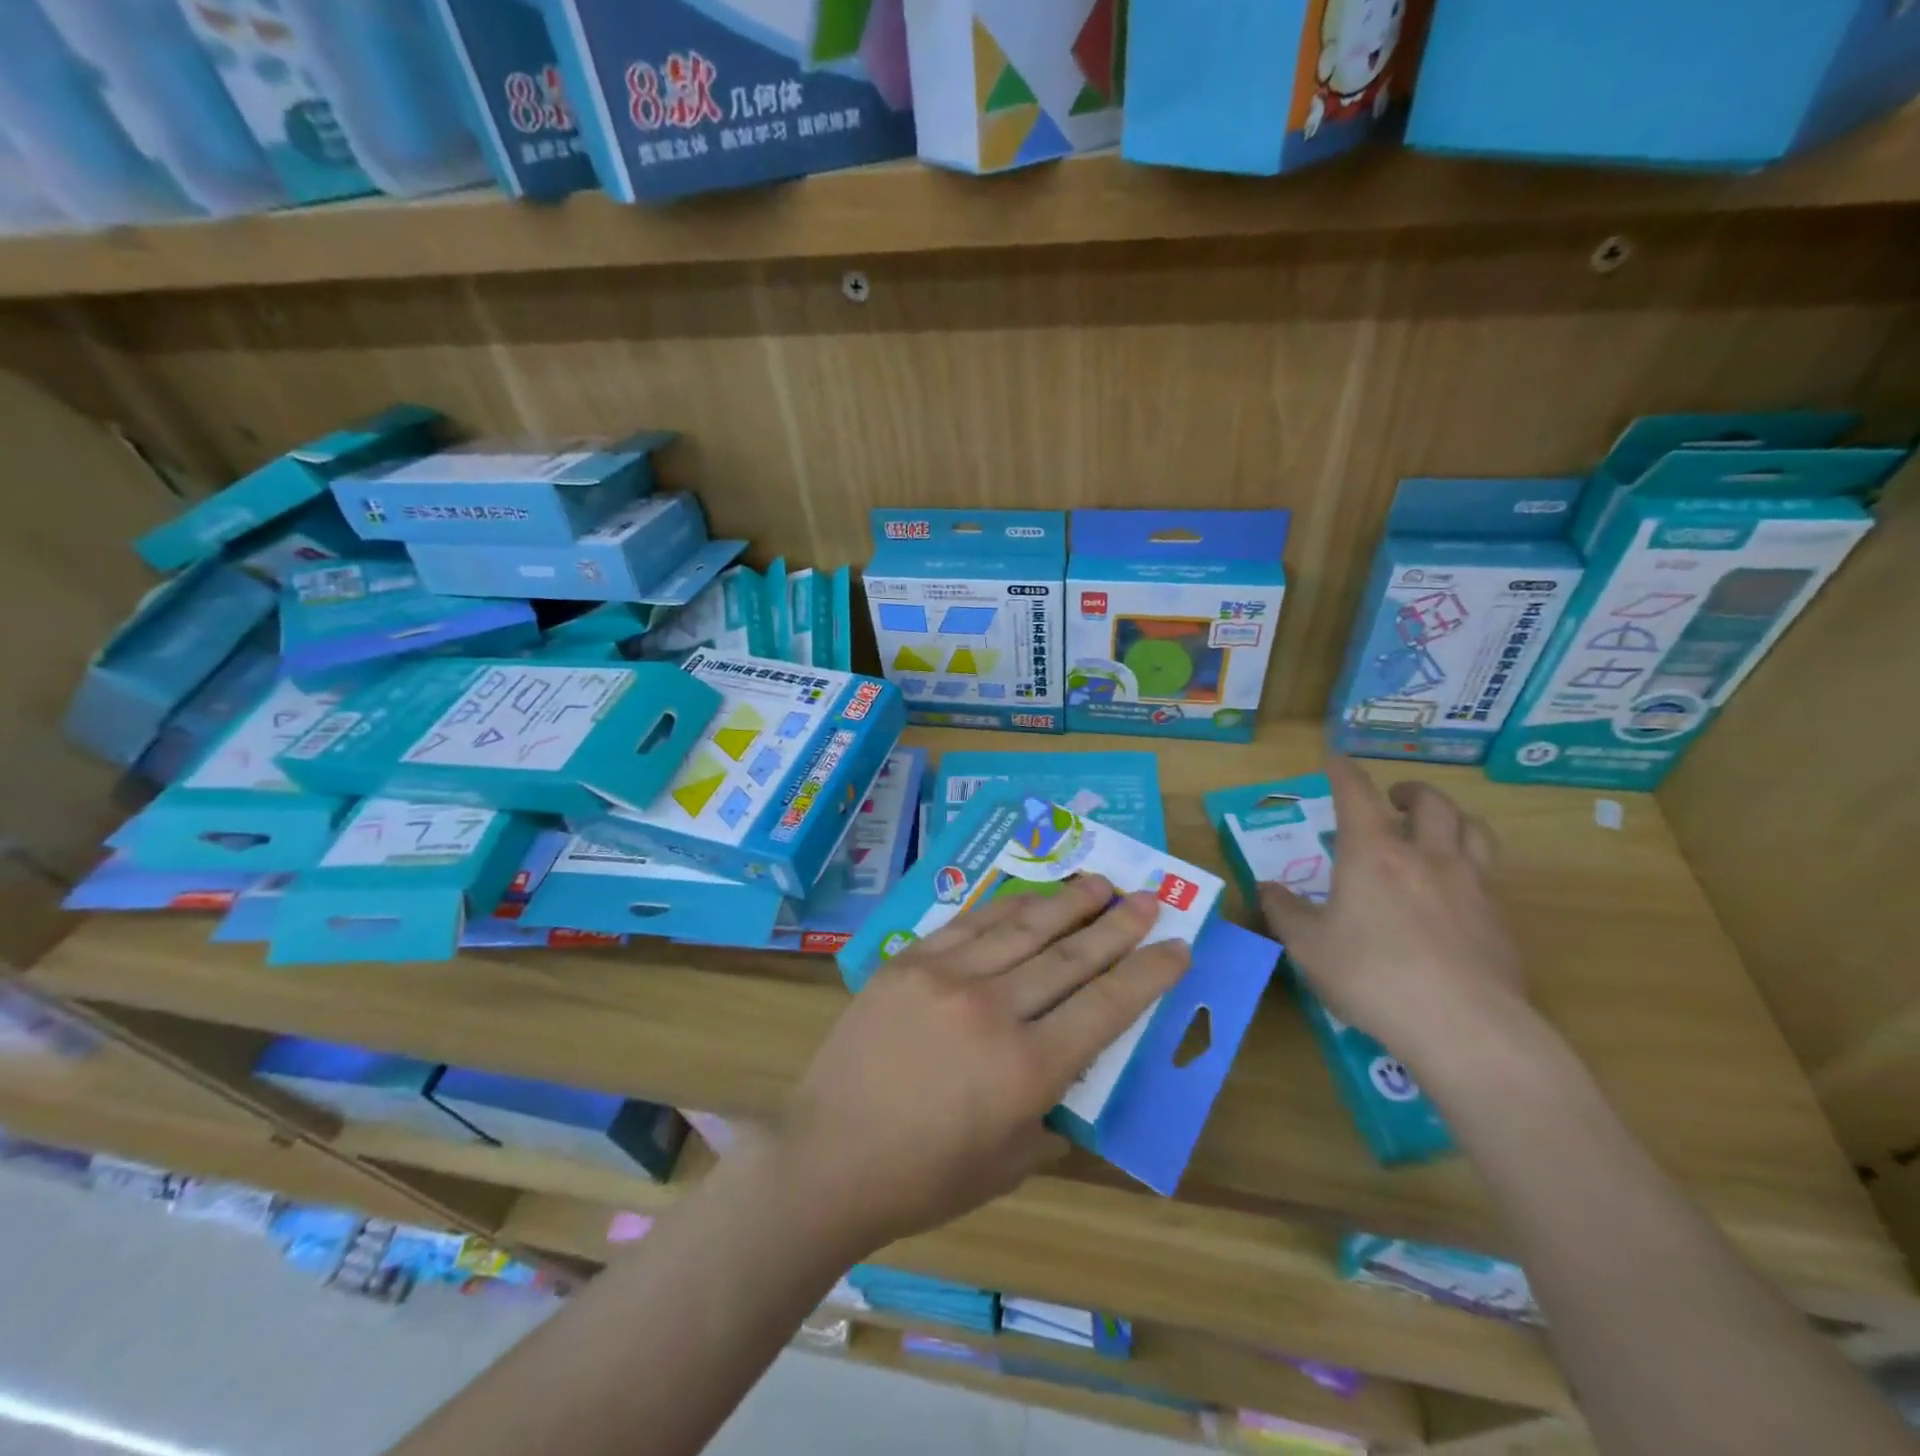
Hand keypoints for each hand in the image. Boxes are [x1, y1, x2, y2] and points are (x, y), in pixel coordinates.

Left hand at [773, 875, 1189, 1257]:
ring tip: (1100, 882)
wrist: (829, 1154)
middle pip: (1070, 955)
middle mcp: (993, 1009)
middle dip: (1118, 925)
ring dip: (1067, 903)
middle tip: (1149, 898)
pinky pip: (970, 923)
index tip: (1177, 945)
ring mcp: (946, 976)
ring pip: (1023, 927)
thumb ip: (1052, 1109)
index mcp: (1026, 1069)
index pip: (1106, 1006)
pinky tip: (1030, 896)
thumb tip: (1075, 1064)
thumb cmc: (924, 1175)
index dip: (1148, 973)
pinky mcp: (909, 961)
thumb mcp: (1010, 1162)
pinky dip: (1007, 907)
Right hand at [1258, 756, 1528, 1074]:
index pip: (1356, 794)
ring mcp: (1471, 885)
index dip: (1343, 771)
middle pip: (1430, 803)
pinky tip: (1458, 889)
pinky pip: (1489, 873)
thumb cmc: (1371, 976)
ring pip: (1473, 829)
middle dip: (1410, 791)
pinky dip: (1470, 864)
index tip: (1335, 757)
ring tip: (1439, 827)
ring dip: (1452, 817)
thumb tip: (1267, 888)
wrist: (1463, 1026)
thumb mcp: (1308, 947)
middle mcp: (1426, 856)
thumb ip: (1285, 912)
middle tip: (1395, 800)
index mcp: (1373, 854)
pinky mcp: (1500, 919)